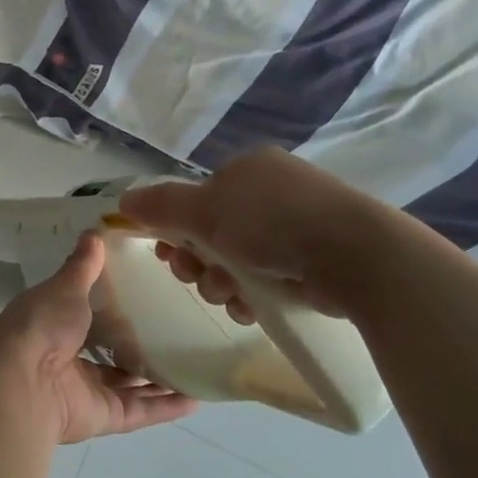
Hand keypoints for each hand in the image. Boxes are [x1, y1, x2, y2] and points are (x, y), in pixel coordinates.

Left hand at [0, 232, 197, 444]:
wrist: (24, 383)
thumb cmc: (41, 326)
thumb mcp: (64, 287)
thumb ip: (82, 266)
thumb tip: (94, 232)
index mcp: (54, 326)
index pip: (86, 315)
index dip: (111, 307)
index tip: (145, 292)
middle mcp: (70, 360)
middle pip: (110, 353)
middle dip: (138, 346)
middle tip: (177, 329)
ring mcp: (88, 391)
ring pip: (129, 385)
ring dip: (158, 378)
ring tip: (194, 363)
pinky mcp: (106, 416)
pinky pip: (141, 411)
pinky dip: (167, 407)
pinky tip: (197, 398)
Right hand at [118, 147, 392, 324]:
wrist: (355, 255)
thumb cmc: (271, 222)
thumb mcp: (204, 210)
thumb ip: (160, 206)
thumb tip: (122, 201)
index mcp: (246, 170)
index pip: (196, 199)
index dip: (175, 228)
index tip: (169, 254)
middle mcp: (269, 193)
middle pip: (212, 233)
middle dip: (198, 262)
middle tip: (198, 278)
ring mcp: (295, 227)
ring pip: (236, 261)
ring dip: (221, 283)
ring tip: (230, 295)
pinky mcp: (313, 260)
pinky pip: (266, 278)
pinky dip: (251, 294)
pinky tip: (250, 307)